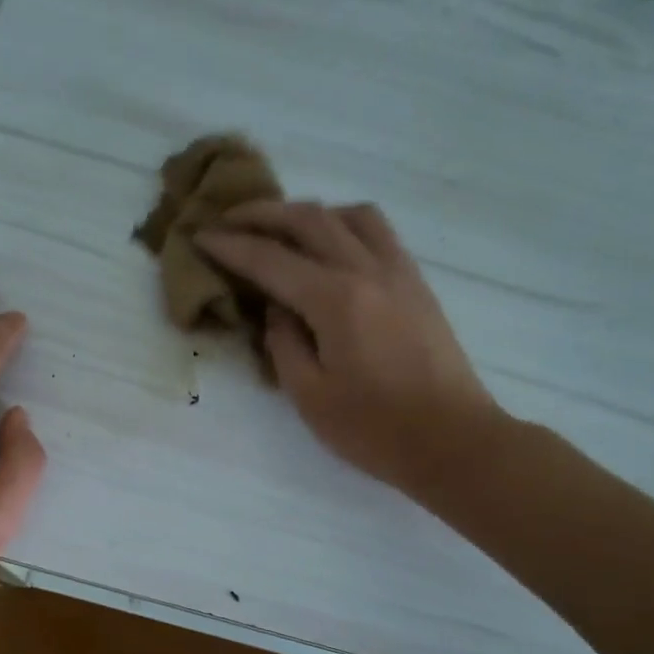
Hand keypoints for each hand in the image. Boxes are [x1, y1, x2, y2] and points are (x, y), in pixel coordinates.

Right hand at [196, 203, 511, 499]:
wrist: (453, 440)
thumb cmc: (374, 429)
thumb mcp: (310, 395)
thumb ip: (284, 344)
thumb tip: (277, 310)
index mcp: (336, 300)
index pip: (271, 260)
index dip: (231, 246)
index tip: (200, 236)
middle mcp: (368, 271)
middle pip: (309, 219)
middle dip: (262, 214)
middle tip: (229, 218)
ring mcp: (398, 272)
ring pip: (350, 214)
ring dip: (309, 212)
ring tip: (283, 230)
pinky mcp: (417, 283)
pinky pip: (377, 232)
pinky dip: (344, 225)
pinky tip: (330, 248)